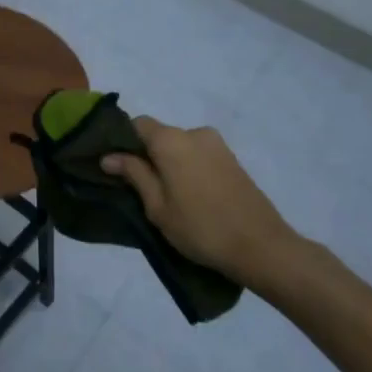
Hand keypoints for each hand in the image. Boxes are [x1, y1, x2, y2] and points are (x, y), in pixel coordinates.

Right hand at [101, 118, 315, 289]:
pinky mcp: (233, 159)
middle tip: (140, 188)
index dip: (123, 141)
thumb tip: (109, 156)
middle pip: (160, 135)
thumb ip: (134, 174)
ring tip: (169, 196)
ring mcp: (218, 145)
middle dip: (147, 154)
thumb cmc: (200, 227)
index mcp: (172, 140)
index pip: (137, 124)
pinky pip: (199, 155)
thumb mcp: (157, 206)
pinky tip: (191, 196)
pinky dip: (188, 168)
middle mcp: (195, 133)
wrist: (262, 246)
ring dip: (169, 163)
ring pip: (180, 146)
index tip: (116, 167)